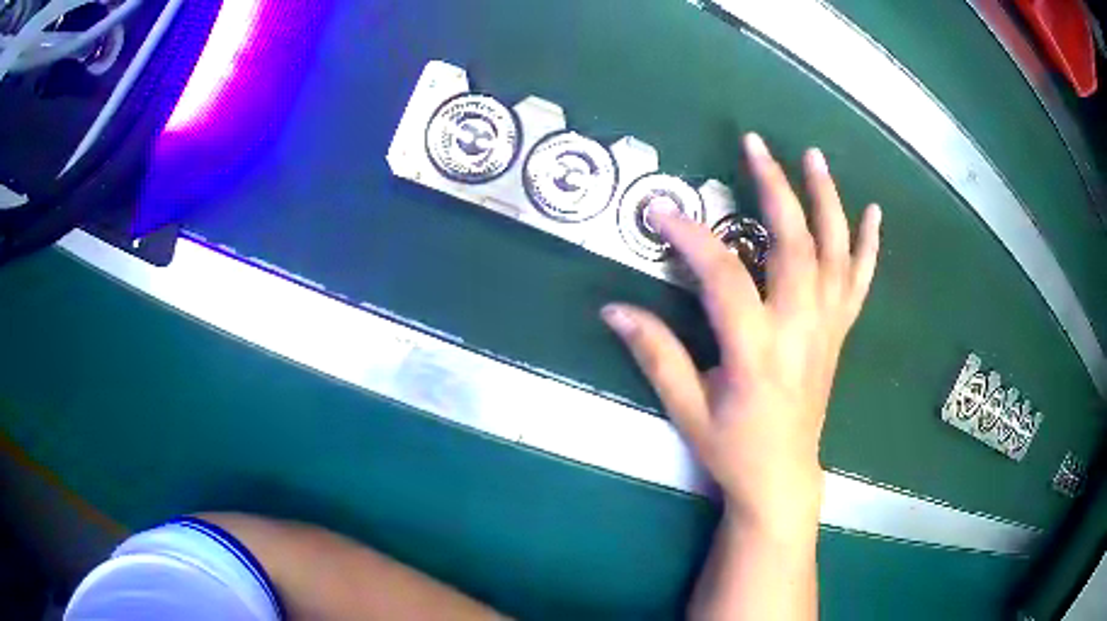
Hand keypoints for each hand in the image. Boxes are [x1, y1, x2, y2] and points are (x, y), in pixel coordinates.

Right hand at [602, 134, 880, 531]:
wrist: (782, 477)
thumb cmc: (732, 449)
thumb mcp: (686, 409)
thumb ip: (655, 354)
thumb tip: (612, 309)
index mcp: (756, 352)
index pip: (724, 277)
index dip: (691, 237)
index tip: (660, 210)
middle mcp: (800, 330)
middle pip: (795, 245)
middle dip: (775, 188)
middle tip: (754, 145)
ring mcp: (826, 329)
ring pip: (835, 253)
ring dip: (826, 200)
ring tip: (813, 155)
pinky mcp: (838, 334)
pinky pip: (859, 282)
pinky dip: (868, 245)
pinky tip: (873, 212)